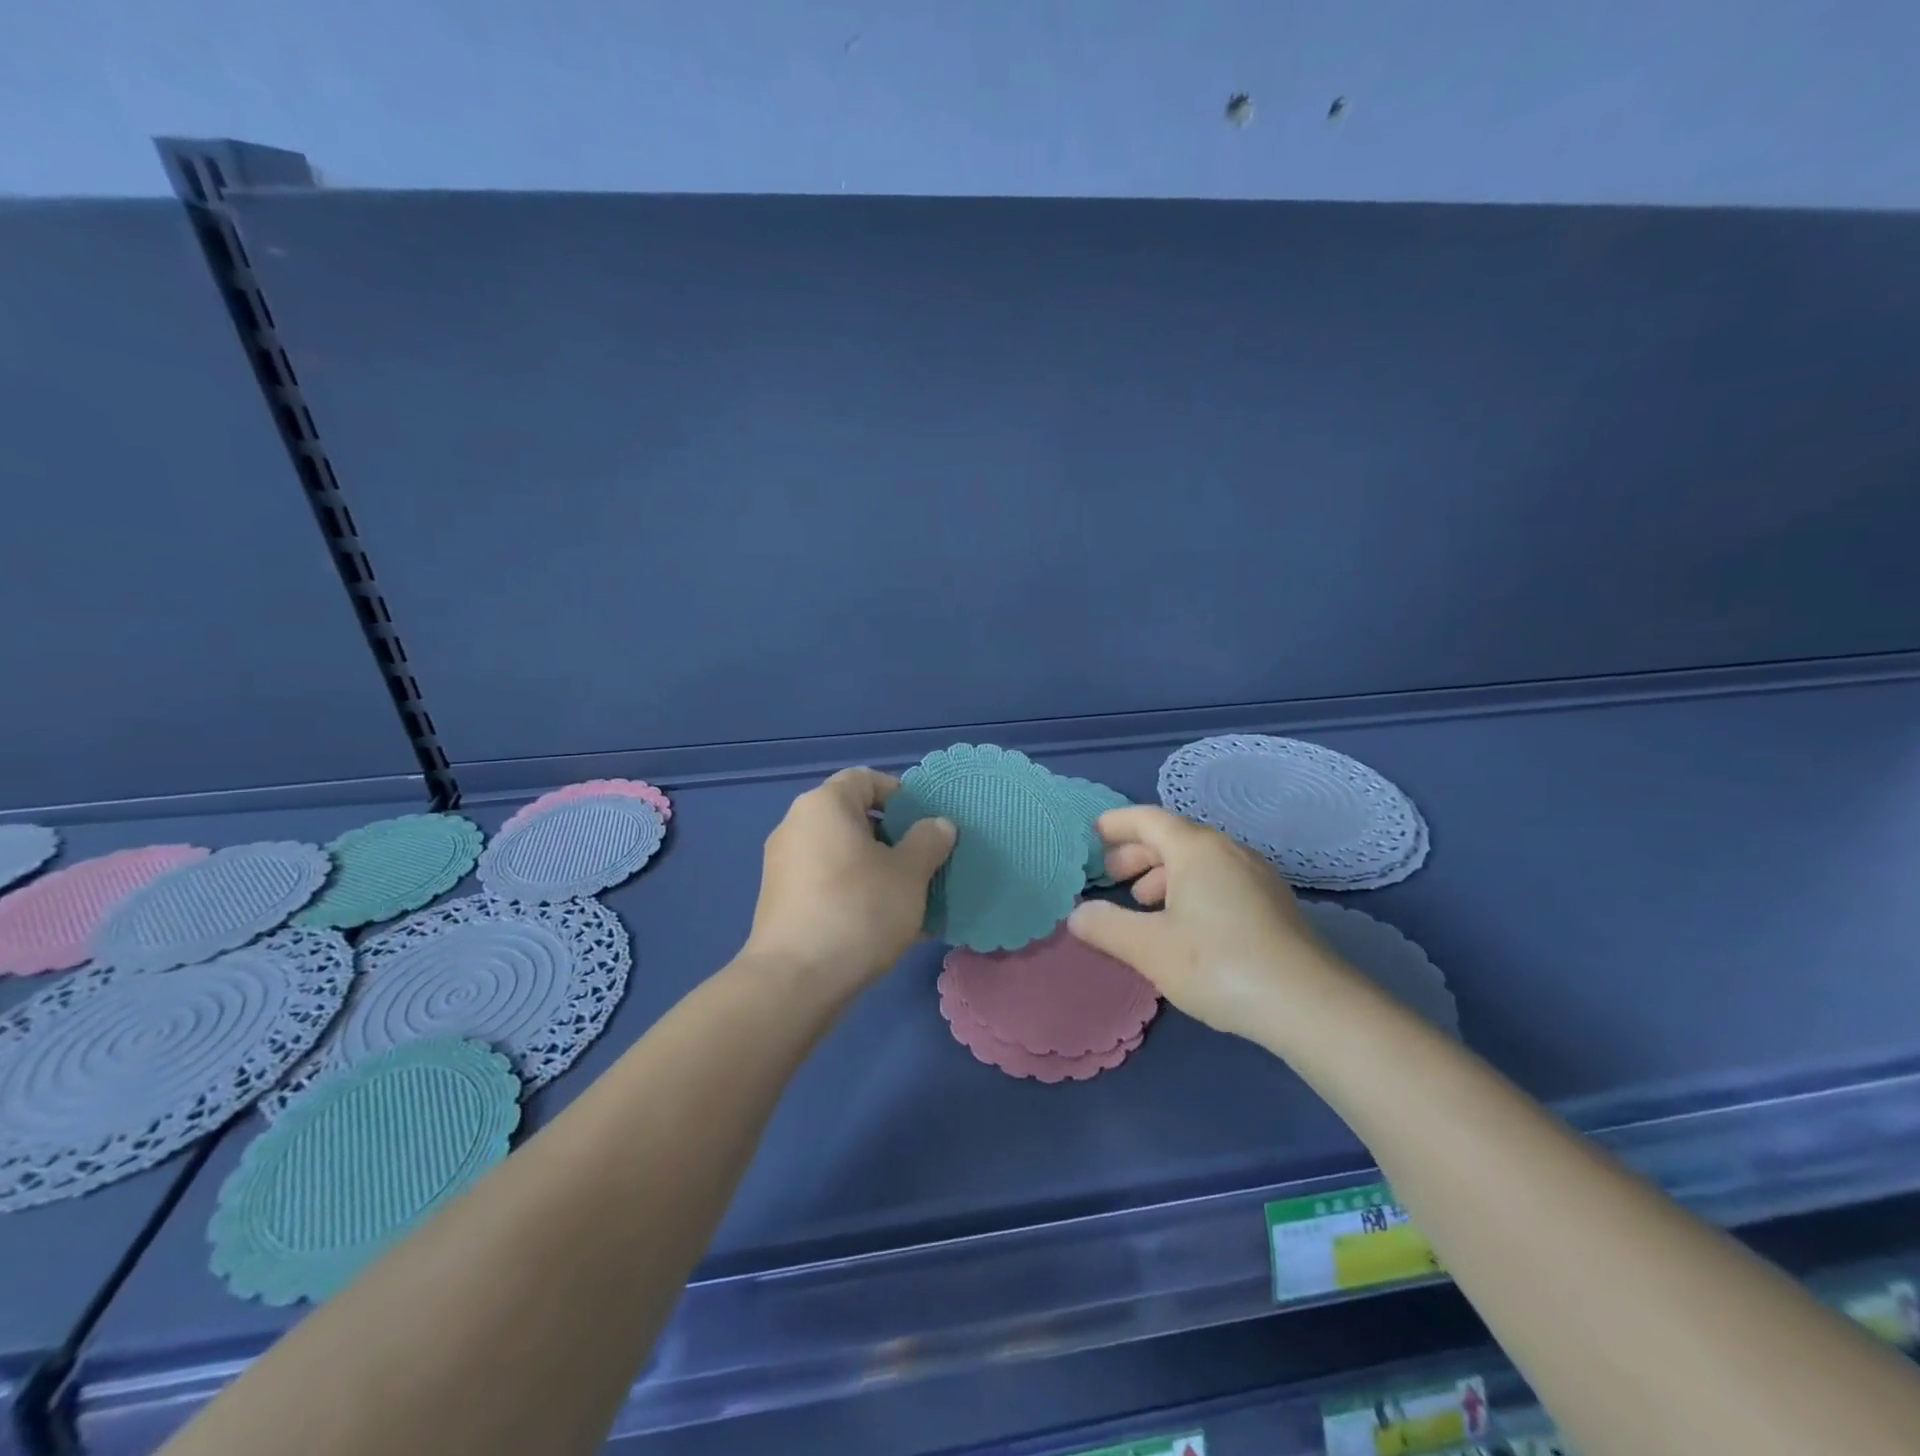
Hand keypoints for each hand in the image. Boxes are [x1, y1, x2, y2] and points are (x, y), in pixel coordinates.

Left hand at [742, 767, 955, 992]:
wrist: (794, 981)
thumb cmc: (858, 911)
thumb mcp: (909, 874)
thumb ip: (928, 841)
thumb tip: (937, 824)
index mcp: (824, 805)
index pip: (866, 779)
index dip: (901, 794)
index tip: (926, 824)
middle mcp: (797, 825)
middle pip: (854, 817)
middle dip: (894, 837)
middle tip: (925, 863)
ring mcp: (784, 865)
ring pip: (844, 854)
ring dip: (879, 869)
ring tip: (911, 899)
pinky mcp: (782, 901)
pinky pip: (828, 882)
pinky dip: (856, 892)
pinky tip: (885, 924)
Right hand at [1067, 806, 1351, 1041]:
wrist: (1310, 1005)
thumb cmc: (1218, 964)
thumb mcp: (1150, 948)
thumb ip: (1106, 926)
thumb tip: (1077, 914)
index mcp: (1196, 849)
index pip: (1147, 819)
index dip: (1115, 824)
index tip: (1090, 836)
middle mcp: (1228, 851)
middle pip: (1173, 837)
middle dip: (1136, 853)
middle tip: (1110, 877)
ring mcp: (1256, 876)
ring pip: (1198, 860)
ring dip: (1163, 874)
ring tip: (1144, 904)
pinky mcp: (1273, 904)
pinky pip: (1219, 879)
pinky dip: (1190, 889)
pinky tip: (1184, 924)